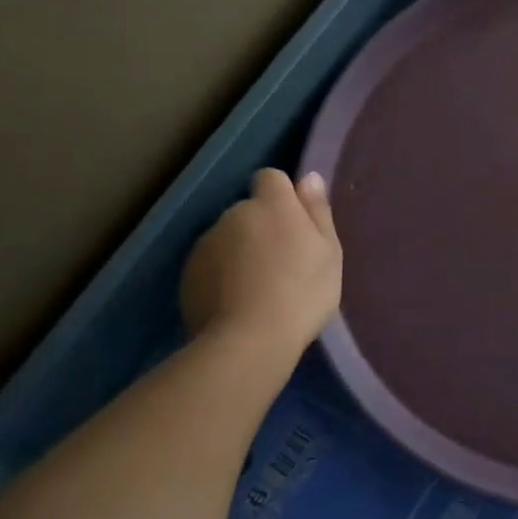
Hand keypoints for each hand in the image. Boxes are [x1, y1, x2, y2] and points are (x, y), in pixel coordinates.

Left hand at [180, 169, 341, 353]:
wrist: (248, 340)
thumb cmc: (302, 292)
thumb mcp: (329, 252)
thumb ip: (317, 211)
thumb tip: (308, 177)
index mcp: (272, 205)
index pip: (271, 178)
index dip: (283, 196)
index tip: (296, 224)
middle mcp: (234, 214)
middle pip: (249, 210)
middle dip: (262, 228)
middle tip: (283, 265)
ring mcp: (206, 243)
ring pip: (228, 238)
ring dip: (241, 252)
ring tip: (258, 289)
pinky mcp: (188, 274)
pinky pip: (211, 265)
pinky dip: (222, 276)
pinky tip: (237, 303)